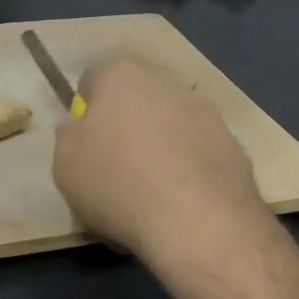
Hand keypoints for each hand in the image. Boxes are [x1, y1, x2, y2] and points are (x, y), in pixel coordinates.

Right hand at [53, 59, 269, 279]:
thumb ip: (69, 136)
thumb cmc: (118, 185)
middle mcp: (165, 81)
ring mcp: (204, 110)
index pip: (93, 80)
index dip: (86, 110)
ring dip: (160, 144)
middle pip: (136, 97)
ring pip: (170, 122)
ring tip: (152, 191)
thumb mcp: (65, 164)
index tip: (85, 144)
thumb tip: (80, 127)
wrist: (200, 222)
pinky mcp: (232, 142)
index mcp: (120, 76)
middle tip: (117, 165)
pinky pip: (198, 150)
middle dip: (126, 122)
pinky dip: (189, 167)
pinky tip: (181, 202)